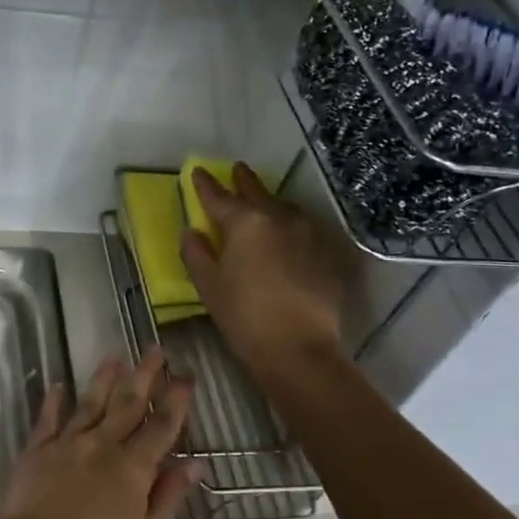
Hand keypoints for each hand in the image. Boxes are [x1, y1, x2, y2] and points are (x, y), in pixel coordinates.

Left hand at [0, 349, 195, 518]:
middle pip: (128, 403)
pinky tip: (58, 384)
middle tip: (154, 349)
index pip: (161, 426)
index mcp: (133, 467)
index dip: (176, 400)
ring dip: (104, 378)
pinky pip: (48, 418)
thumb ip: (169, 496)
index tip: (186, 376)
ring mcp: (67, 443)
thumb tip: (194, 463)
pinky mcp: (37, 449)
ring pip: (91, 403)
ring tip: (115, 357)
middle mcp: (103, 444)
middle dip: (144, 375)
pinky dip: (54, 400)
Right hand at [181, 163, 349, 378]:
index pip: (219, 197)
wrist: (298, 348)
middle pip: (258, 193)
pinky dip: (290, 227)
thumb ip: (196, 253)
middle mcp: (280, 219)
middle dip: (244, 181)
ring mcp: (308, 235)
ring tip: (263, 203)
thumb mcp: (209, 286)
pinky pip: (303, 231)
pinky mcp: (327, 255)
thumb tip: (192, 232)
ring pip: (286, 209)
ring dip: (271, 203)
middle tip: (236, 169)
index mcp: (246, 223)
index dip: (206, 185)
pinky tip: (287, 236)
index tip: (197, 172)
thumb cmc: (244, 316)